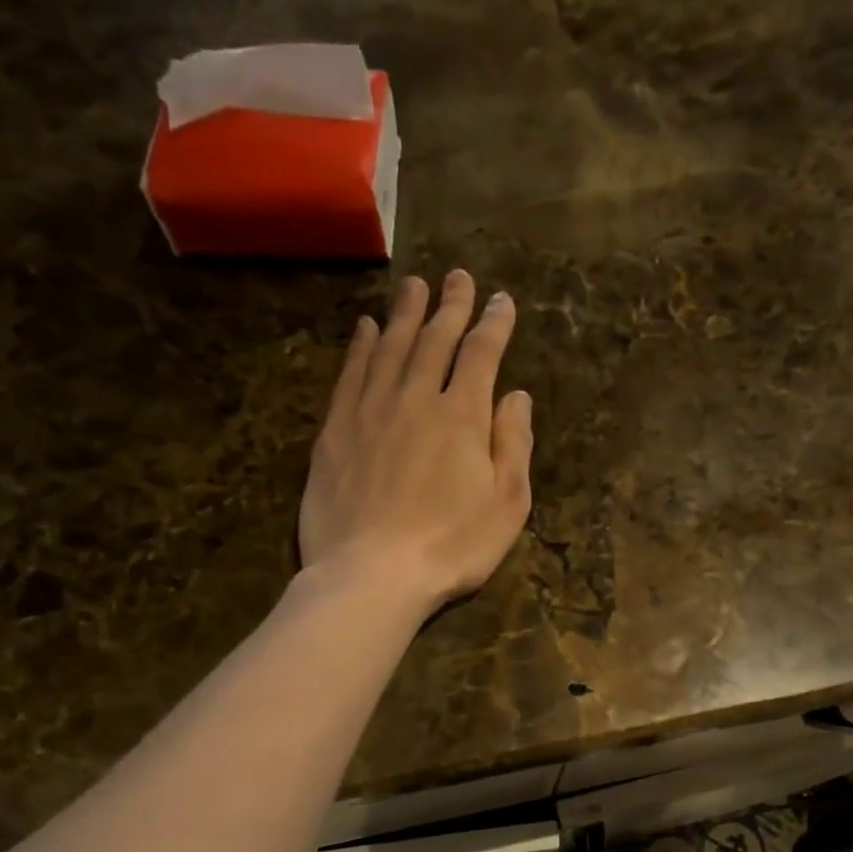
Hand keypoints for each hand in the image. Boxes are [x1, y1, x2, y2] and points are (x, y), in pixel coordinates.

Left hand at [299, 269, 533, 612]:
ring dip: (405, 313)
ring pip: (389, 346)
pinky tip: (364, 327)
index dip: (494, 324)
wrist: (371, 574)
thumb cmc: (452, 547)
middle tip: (458, 277)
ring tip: (414, 284)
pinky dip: (359, 346)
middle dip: (451, 306)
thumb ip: (514, 444)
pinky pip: (350, 374)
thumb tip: (517, 396)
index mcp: (463, 416)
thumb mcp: (507, 504)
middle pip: (435, 340)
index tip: (502, 301)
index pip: (481, 355)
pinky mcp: (335, 430)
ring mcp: (370, 410)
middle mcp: (416, 398)